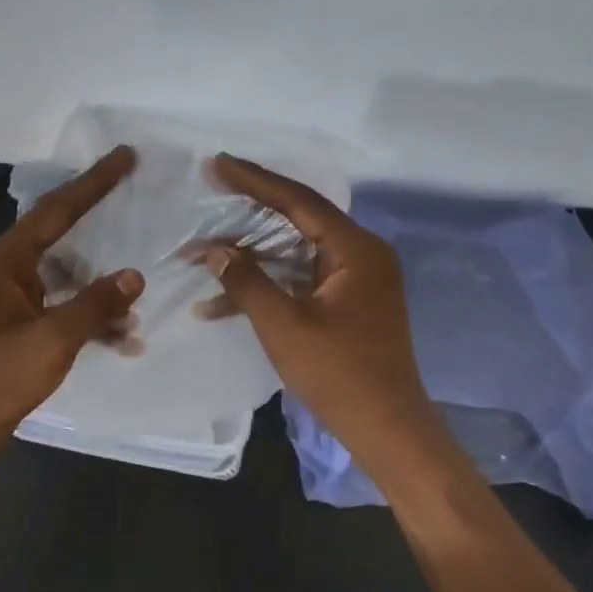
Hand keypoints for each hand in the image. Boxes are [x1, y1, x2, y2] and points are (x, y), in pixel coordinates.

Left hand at [0, 146, 144, 466]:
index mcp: (4, 261)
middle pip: (62, 238)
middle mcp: (4, 272)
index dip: (94, 182)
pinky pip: (60, 311)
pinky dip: (88, 320)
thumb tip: (134, 275)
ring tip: (138, 304)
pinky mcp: (16, 329)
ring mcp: (9, 302)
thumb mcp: (50, 341)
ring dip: (100, 291)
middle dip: (101, 230)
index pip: (57, 210)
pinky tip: (122, 340)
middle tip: (139, 209)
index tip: (125, 156)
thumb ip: (95, 305)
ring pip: (65, 280)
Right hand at [203, 154, 456, 484]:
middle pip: (299, 220)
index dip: (255, 181)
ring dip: (252, 257)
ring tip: (205, 250)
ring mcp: (356, 280)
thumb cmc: (339, 373)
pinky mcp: (348, 304)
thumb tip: (216, 250)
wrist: (386, 427)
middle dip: (250, 212)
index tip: (217, 164)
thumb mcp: (284, 325)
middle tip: (213, 188)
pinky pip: (301, 280)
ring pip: (296, 253)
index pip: (299, 201)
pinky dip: (268, 286)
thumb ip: (248, 281)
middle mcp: (361, 255)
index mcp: (356, 249)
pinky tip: (224, 302)